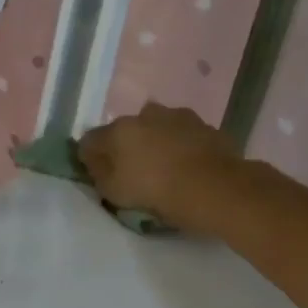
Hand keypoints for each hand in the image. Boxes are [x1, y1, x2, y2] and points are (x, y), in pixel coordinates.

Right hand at [79, 103, 241, 232]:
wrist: (216, 188)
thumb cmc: (158, 192)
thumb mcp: (115, 193)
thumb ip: (98, 173)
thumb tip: (93, 159)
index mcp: (119, 130)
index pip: (91, 140)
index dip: (91, 158)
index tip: (99, 175)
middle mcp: (146, 115)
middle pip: (126, 130)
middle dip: (127, 147)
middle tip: (135, 172)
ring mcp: (179, 116)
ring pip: (158, 128)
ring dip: (157, 142)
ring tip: (165, 168)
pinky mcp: (206, 126)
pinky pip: (184, 135)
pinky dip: (182, 146)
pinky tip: (189, 166)